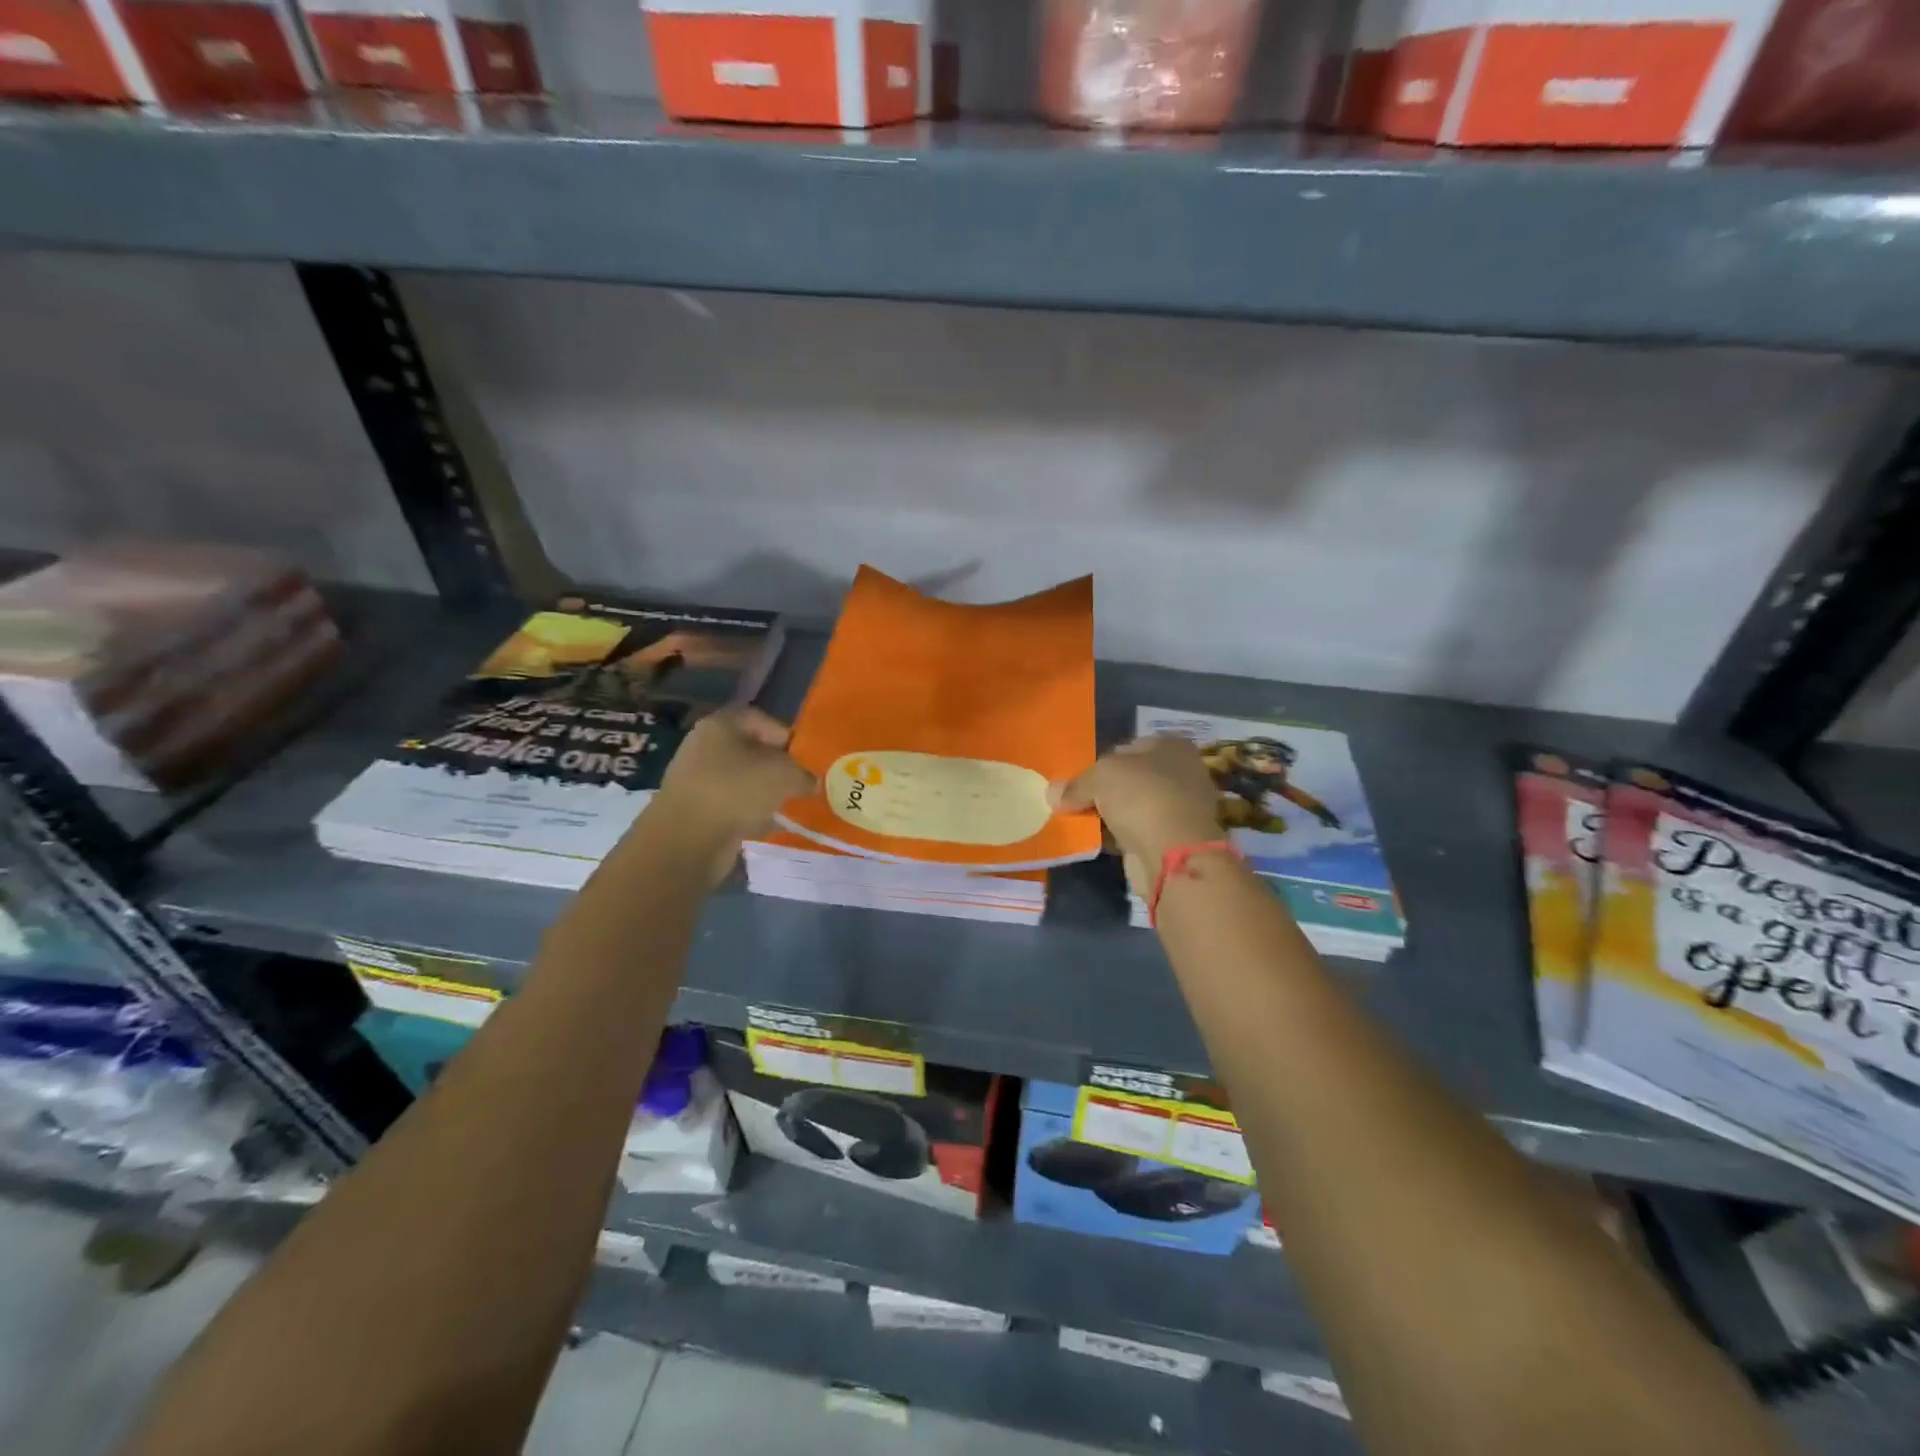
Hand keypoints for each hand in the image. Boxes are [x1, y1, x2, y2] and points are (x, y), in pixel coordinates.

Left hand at [644, 707, 814, 882]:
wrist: (687, 840)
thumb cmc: (736, 791)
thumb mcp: (784, 775)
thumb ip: (803, 774)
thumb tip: (811, 782)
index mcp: (720, 725)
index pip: (760, 719)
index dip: (786, 735)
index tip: (804, 758)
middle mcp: (704, 746)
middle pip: (750, 750)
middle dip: (777, 767)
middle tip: (800, 783)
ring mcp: (696, 778)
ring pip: (742, 779)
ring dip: (764, 792)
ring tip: (786, 805)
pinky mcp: (695, 809)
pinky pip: (731, 804)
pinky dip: (749, 812)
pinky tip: (766, 824)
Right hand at [1050, 737, 1223, 895]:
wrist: (1173, 853)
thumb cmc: (1142, 797)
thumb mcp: (1100, 777)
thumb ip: (1075, 784)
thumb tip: (1051, 793)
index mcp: (1172, 745)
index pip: (1127, 747)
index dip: (1101, 761)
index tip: (1078, 779)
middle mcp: (1181, 772)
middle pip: (1131, 778)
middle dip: (1104, 790)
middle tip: (1074, 801)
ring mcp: (1180, 808)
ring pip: (1133, 806)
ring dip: (1110, 814)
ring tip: (1080, 821)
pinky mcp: (1174, 839)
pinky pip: (1137, 831)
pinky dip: (1118, 835)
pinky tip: (1096, 840)